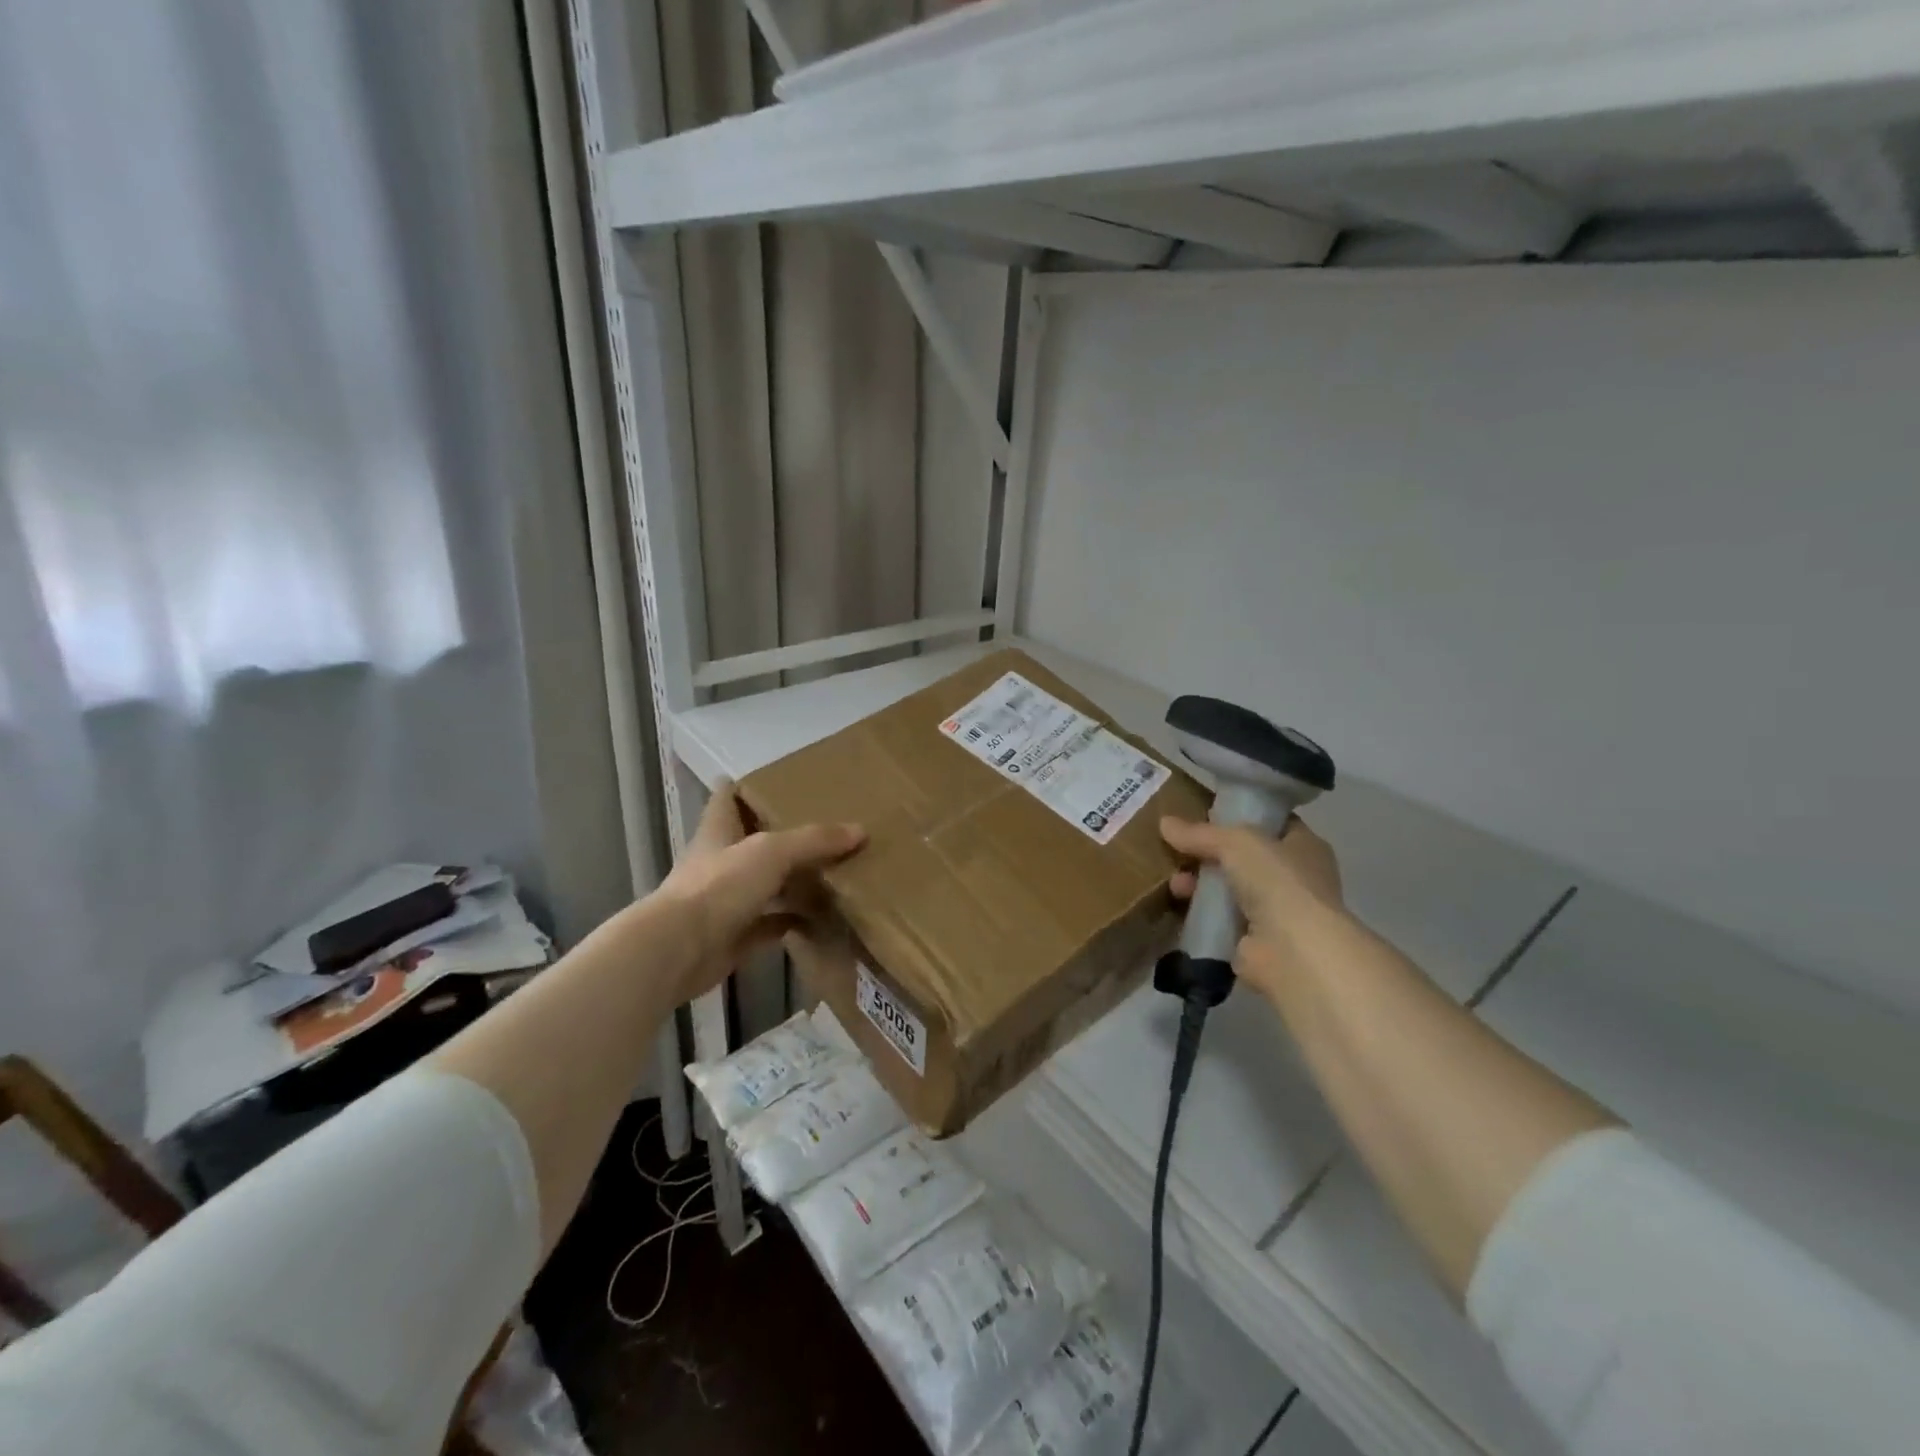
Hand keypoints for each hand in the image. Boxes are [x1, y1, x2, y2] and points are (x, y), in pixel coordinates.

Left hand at [652, 783, 864, 1002]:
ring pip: (764, 884)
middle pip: (750, 842)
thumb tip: (859, 830)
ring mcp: (725, 902)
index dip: (744, 787)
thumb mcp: (771, 851)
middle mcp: (720, 862)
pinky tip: (821, 917)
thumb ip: (813, 839)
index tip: (771, 780)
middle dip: (780, 834)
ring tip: (832, 870)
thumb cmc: (719, 886)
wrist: (679, 950)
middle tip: (820, 827)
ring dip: (791, 880)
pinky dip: (793, 920)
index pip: (726, 799)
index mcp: (718, 832)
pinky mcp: (734, 936)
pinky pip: (771, 924)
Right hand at [1160, 814, 1345, 998]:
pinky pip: (1221, 920)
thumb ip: (1200, 833)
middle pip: (1244, 858)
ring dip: (1201, 885)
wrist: (1293, 952)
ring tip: (1175, 884)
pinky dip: (1202, 914)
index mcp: (1305, 847)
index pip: (1271, 824)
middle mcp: (1295, 879)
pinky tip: (1178, 906)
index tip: (1206, 815)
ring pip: (1230, 890)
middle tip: (1179, 850)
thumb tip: (1164, 823)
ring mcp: (1277, 913)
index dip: (1241, 817)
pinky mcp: (1256, 942)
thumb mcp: (1235, 842)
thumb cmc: (1277, 882)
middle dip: (1210, 854)